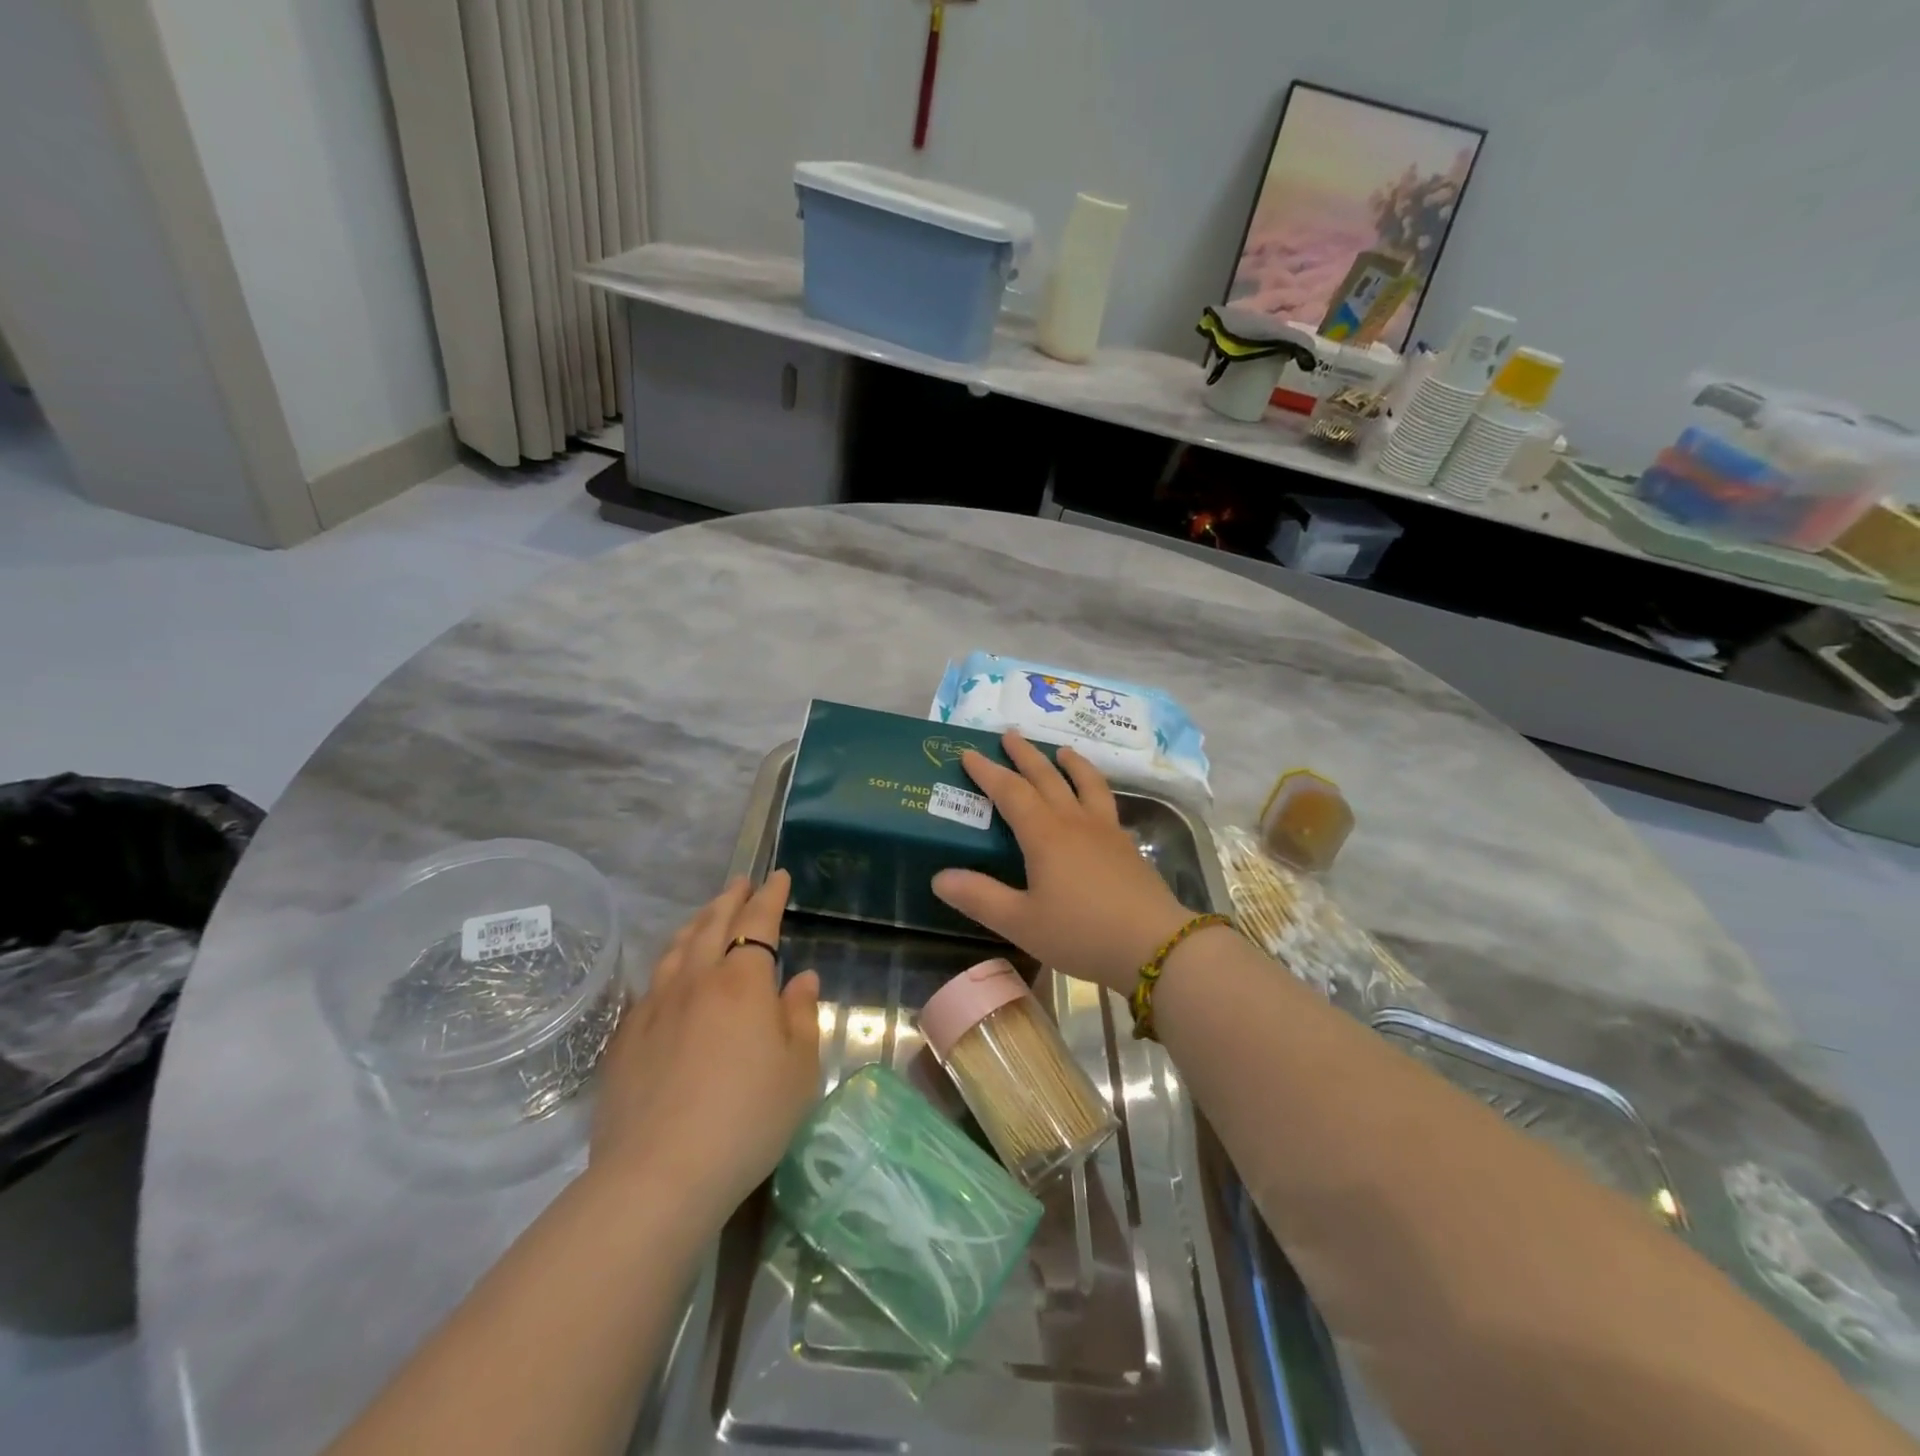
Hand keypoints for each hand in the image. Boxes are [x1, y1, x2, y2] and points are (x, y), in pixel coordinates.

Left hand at [588, 871, 820, 1220]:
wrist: (659, 1174)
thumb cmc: (747, 1118)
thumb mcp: (799, 1070)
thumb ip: (801, 1016)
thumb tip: (803, 978)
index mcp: (742, 982)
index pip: (757, 922)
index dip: (769, 896)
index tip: (777, 876)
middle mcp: (696, 981)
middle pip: (712, 924)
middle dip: (730, 899)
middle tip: (740, 882)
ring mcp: (655, 1007)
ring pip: (677, 949)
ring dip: (696, 923)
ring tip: (706, 915)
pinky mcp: (626, 1038)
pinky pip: (651, 984)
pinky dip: (668, 964)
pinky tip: (670, 975)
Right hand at [931, 732, 1191, 993]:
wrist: (1153, 945)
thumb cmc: (1080, 932)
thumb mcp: (1020, 922)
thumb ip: (979, 897)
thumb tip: (939, 876)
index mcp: (1045, 834)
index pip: (1010, 792)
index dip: (987, 772)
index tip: (969, 753)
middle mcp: (1075, 821)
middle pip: (1047, 777)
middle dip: (1025, 755)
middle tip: (1009, 734)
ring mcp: (1106, 830)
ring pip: (1086, 783)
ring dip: (1070, 763)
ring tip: (1062, 750)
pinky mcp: (1127, 845)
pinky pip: (1106, 801)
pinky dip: (1094, 787)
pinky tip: (1095, 799)